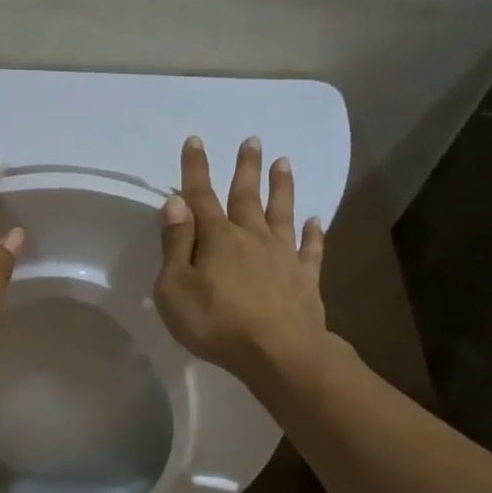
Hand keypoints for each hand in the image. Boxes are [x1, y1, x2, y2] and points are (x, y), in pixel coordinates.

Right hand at [153, 135, 337, 394]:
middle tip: (252, 140)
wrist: (277, 352)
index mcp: (216, 238)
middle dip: (246, 168)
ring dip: (282, 187)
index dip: (195, 169)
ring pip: (281, 213)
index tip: (196, 140)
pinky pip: (311, 249)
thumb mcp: (175, 288)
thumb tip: (175, 203)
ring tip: (284, 162)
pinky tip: (317, 220)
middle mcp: (251, 237)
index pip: (200, 197)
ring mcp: (282, 255)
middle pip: (246, 196)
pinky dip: (314, 233)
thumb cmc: (215, 323)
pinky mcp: (305, 278)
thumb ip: (175, 244)